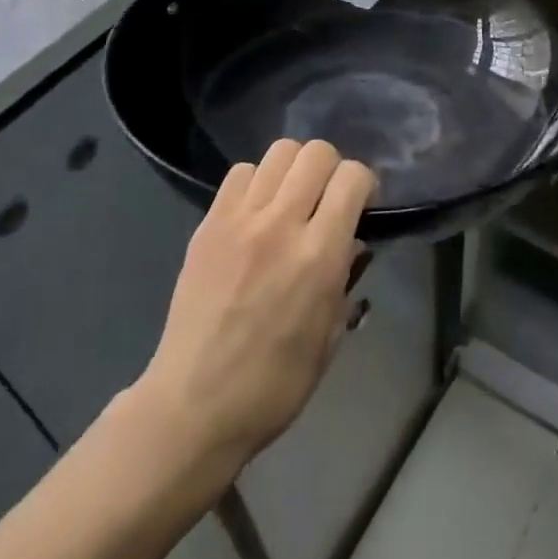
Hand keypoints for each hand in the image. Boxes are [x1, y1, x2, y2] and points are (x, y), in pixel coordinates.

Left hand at [135, 139, 375, 472]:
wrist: (193, 407)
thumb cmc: (273, 385)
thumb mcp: (330, 336)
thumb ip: (346, 279)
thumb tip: (351, 242)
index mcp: (319, 255)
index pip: (352, 177)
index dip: (364, 183)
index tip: (361, 205)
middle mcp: (281, 224)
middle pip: (317, 152)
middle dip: (332, 168)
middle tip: (327, 199)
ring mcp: (240, 220)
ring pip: (279, 152)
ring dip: (295, 169)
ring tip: (291, 199)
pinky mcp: (209, 224)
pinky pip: (240, 173)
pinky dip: (257, 181)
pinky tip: (256, 211)